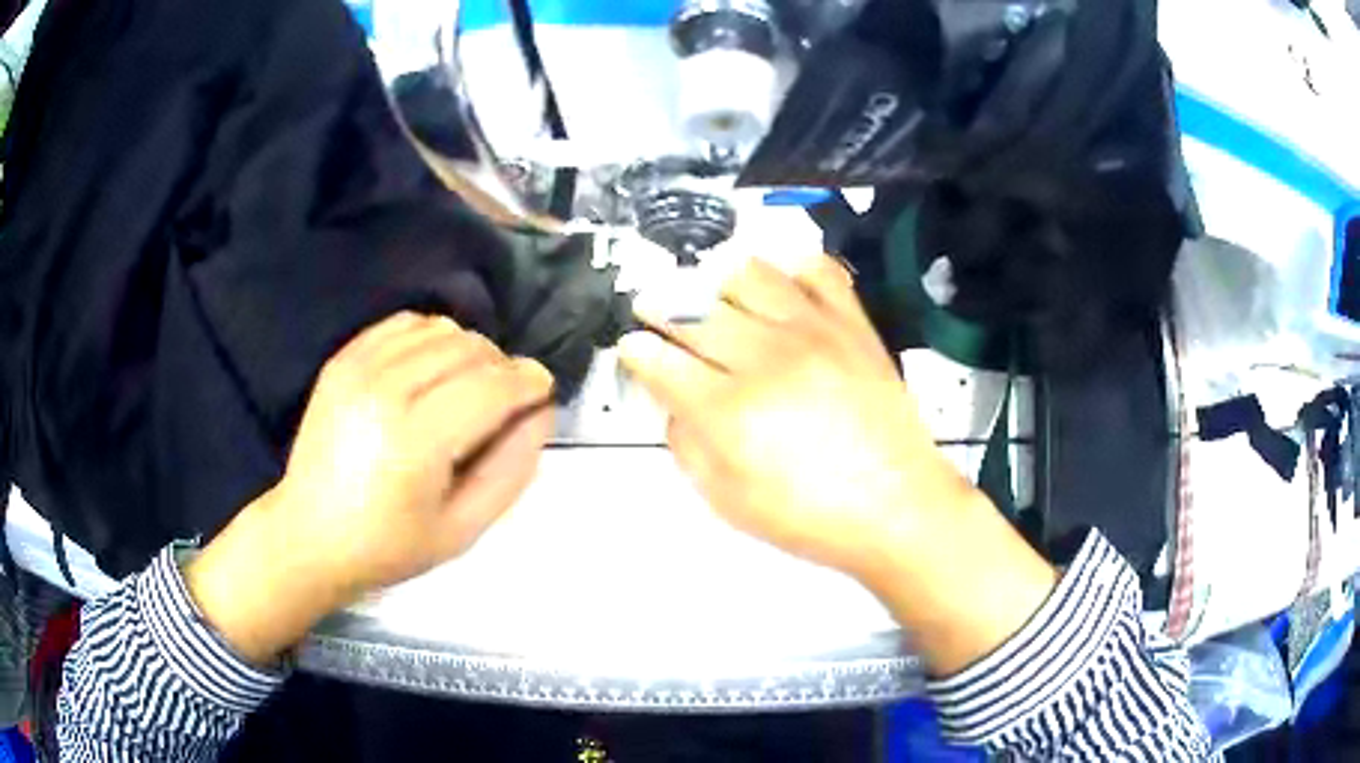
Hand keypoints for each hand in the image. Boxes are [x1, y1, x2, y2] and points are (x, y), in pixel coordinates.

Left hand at [187, 313, 553, 663]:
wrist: (310, 534)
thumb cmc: (389, 546)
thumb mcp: (463, 529)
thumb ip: (511, 469)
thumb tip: (542, 413)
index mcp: (416, 441)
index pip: (490, 386)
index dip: (528, 382)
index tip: (544, 389)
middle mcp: (386, 390)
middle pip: (469, 349)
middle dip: (502, 366)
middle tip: (507, 399)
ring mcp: (359, 368)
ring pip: (440, 329)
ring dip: (469, 351)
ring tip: (468, 386)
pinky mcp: (343, 359)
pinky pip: (404, 324)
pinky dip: (431, 337)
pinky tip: (431, 369)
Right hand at [619, 256, 961, 577]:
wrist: (898, 505)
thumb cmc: (809, 516)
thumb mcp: (729, 501)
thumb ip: (688, 446)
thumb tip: (673, 401)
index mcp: (728, 412)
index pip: (661, 360)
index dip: (637, 350)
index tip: (632, 346)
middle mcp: (765, 359)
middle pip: (695, 310)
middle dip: (661, 306)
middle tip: (654, 307)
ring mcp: (813, 333)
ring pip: (748, 274)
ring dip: (719, 279)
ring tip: (714, 293)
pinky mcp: (852, 324)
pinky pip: (818, 271)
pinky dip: (793, 269)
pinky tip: (783, 289)